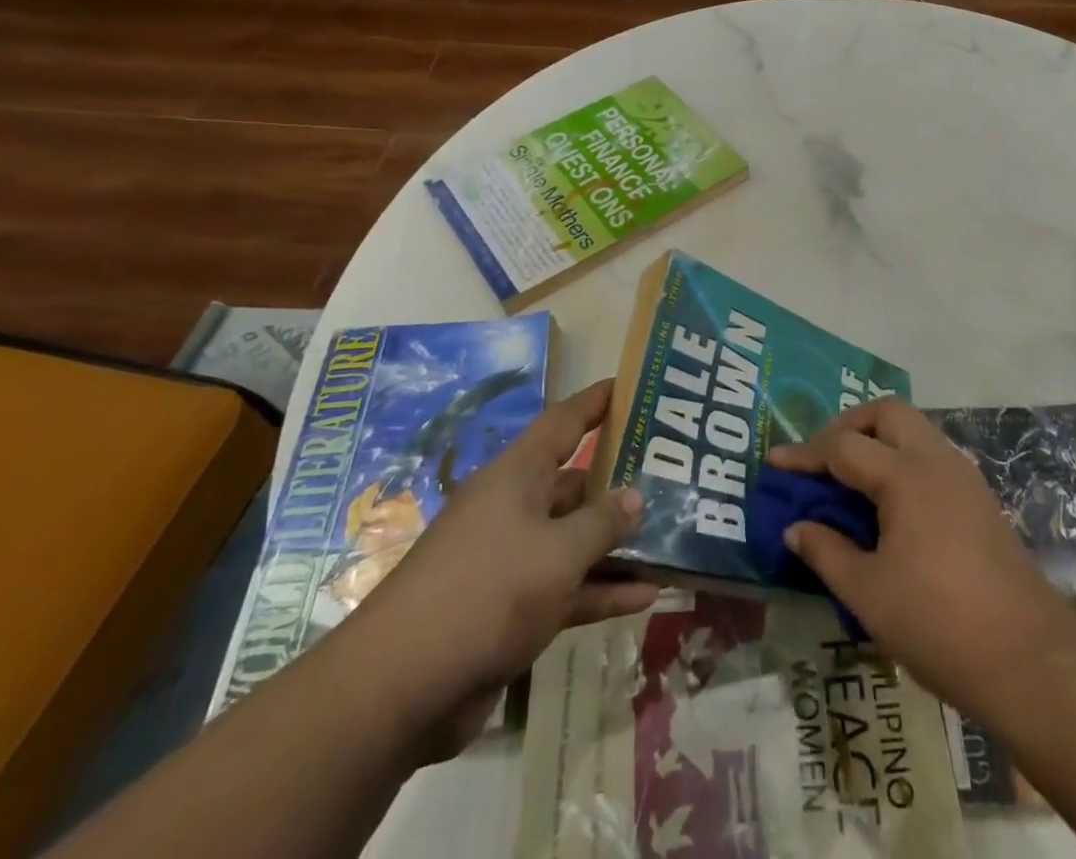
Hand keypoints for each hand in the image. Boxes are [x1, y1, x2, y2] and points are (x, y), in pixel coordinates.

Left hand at [337, 380, 659, 760]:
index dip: (597, 402)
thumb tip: (636, 495)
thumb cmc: (486, 592)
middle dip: (620, 482)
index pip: (564, 422)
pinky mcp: (512, 608)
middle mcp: (515, 508)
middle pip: (575, 483)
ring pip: (575, 539)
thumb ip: (602, 523)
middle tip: (673, 476)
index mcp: (517, 476)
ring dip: (617, 544)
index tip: (632, 386)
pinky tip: (647, 596)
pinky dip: (602, 590)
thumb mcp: (557, 553)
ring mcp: (513, 560)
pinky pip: (568, 587)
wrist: (402, 688)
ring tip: (671, 537)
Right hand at [767, 399, 1072, 722]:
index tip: (775, 463)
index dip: (804, 454)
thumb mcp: (868, 594)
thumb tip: (795, 529)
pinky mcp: (980, 499)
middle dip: (848, 425)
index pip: (843, 447)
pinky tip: (889, 502)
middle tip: (822, 458)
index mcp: (906, 476)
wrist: (1032, 661)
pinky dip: (902, 460)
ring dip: (878, 439)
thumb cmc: (939, 624)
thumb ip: (826, 552)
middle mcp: (936, 462)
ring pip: (914, 430)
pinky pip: (931, 456)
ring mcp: (964, 477)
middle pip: (887, 413)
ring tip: (850, 477)